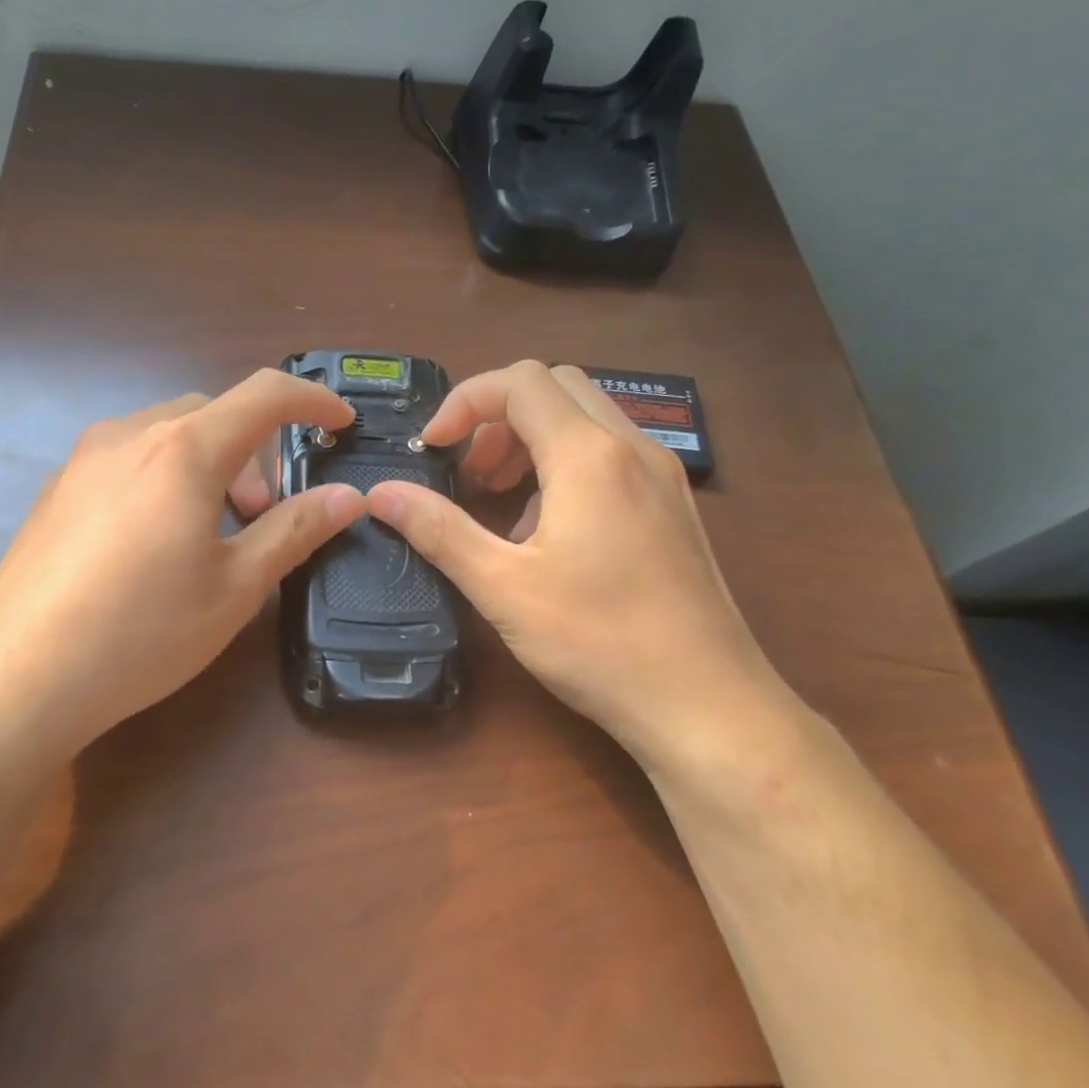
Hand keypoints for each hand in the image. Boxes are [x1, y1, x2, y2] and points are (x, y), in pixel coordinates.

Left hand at [0, 369, 364, 751]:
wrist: (20, 676)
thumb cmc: (143, 631)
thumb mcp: (236, 586)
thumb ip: (295, 530)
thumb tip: (347, 497)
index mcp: (184, 449)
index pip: (265, 395)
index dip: (313, 400)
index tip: (340, 423)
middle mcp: (130, 435)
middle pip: (213, 414)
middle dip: (255, 453)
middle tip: (261, 516)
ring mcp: (84, 458)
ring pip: (167, 435)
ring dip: (208, 465)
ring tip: (209, 533)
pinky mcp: (57, 488)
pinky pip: (129, 459)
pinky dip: (166, 477)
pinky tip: (154, 543)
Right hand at [365, 361, 796, 776]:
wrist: (708, 705)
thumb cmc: (600, 642)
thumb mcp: (503, 587)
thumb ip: (439, 531)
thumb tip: (380, 493)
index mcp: (589, 455)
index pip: (520, 382)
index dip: (464, 402)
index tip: (432, 449)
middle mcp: (632, 449)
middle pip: (556, 388)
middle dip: (499, 417)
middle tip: (469, 472)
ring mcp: (662, 477)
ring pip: (587, 419)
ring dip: (532, 440)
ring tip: (501, 500)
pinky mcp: (674, 508)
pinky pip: (611, 455)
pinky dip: (566, 466)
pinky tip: (548, 531)